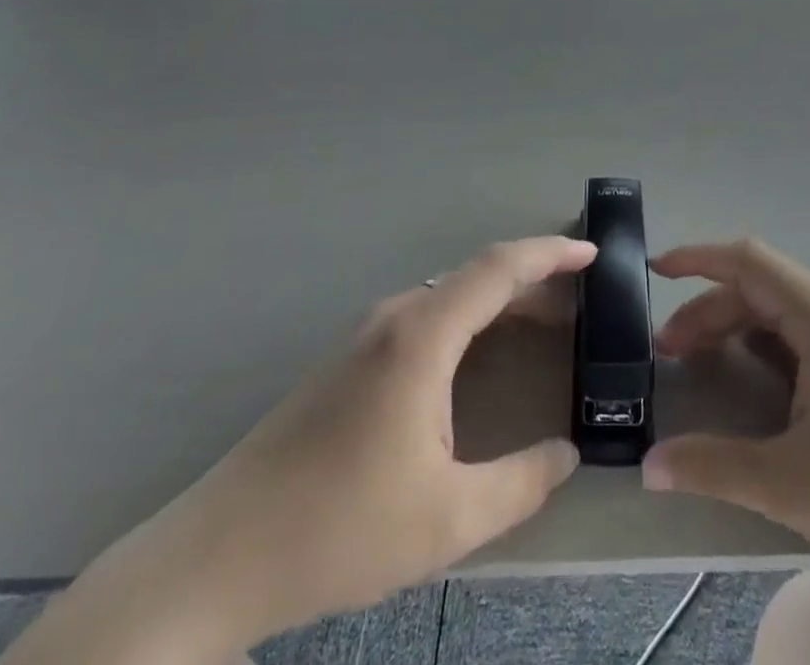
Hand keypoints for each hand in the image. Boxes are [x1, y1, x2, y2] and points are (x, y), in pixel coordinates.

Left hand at [4, 235, 594, 664]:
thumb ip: (521, 483)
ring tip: (541, 322)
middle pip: (476, 276)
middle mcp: (394, 317)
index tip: (592, 254)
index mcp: (421, 336)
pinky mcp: (348, 360)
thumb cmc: (338, 529)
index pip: (498, 268)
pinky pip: (426, 315)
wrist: (217, 557)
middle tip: (580, 301)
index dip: (549, 253)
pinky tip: (477, 353)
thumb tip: (566, 453)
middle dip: (533, 279)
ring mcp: (365, 335)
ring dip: (499, 299)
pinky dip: (468, 317)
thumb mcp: (448, 520)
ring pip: (449, 295)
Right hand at [644, 240, 809, 664]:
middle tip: (668, 354)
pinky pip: (808, 344)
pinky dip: (769, 352)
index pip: (750, 262)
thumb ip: (713, 466)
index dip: (698, 258)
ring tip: (702, 366)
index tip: (655, 272)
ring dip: (738, 332)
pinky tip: (756, 387)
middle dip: (709, 312)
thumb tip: (649, 465)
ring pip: (786, 318)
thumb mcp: (792, 486)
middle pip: (763, 291)